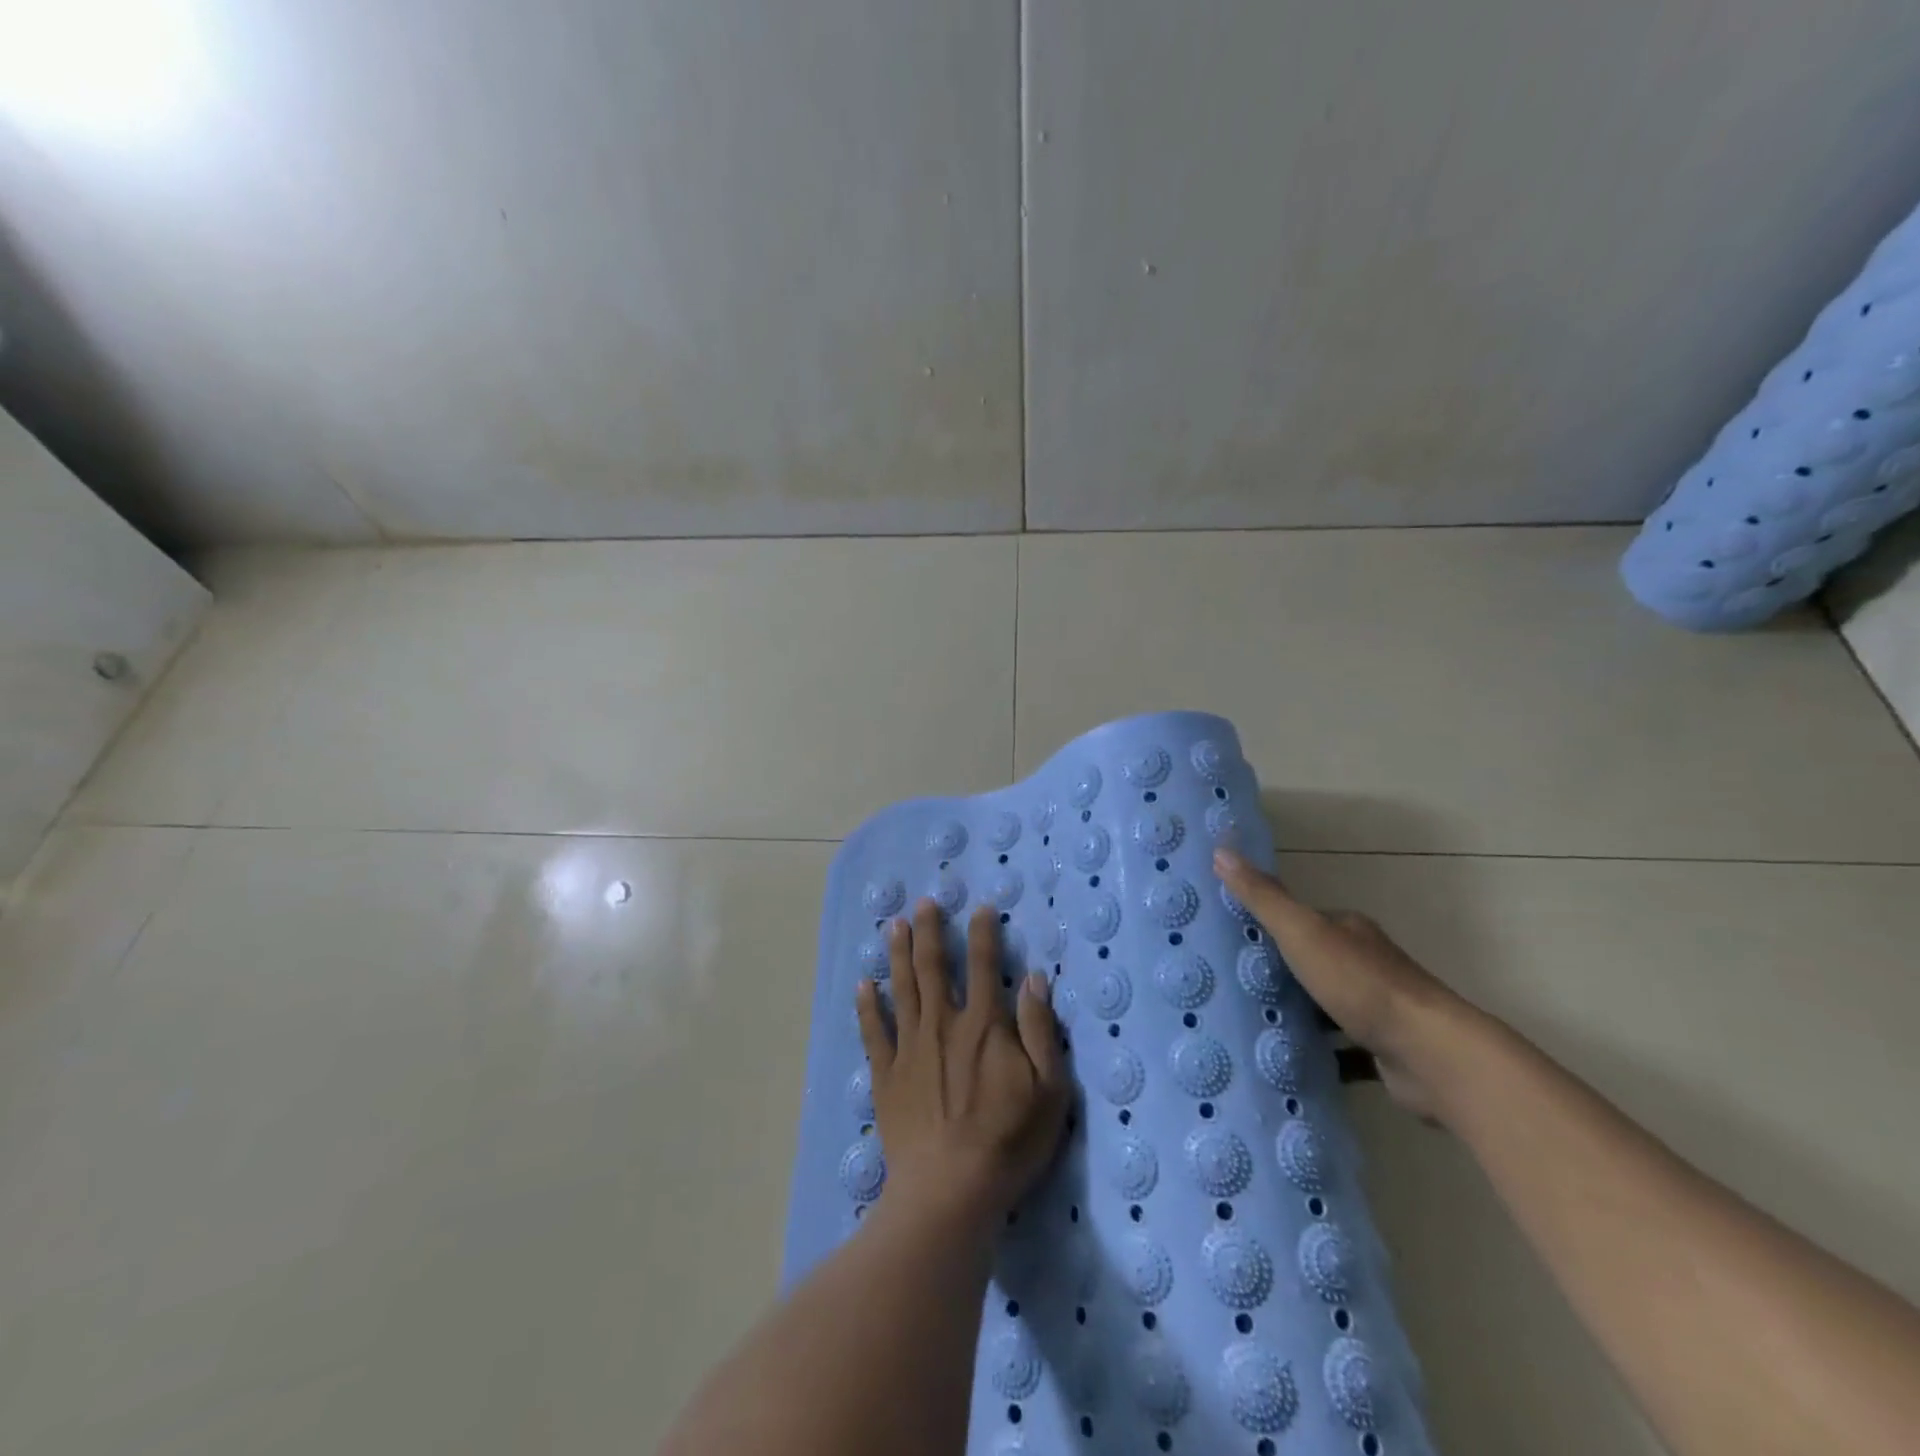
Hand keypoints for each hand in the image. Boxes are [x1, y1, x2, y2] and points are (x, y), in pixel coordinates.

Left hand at [856, 900, 1068, 1233]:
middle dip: (929, 931)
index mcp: (983, 1025)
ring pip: (902, 989)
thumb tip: (1034, 979)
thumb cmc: (1008, 1141)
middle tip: (923, 903)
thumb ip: (1041, 1030)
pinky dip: (867, 1006)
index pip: (984, 966)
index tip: (980, 907)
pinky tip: (863, 985)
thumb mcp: (1048, 1089)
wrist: (949, 1190)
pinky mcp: (886, 1075)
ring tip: (893, 925)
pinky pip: (873, 1032)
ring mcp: (910, 1048)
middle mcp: (943, 1024)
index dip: (983, 934)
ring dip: (898, 954)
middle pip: (934, 967)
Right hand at [1214, 847, 1469, 1121]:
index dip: (1267, 926)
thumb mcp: (1301, 932)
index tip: (1229, 941)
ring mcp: (1378, 1009)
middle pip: (1312, 963)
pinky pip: (1342, 1049)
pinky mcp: (1384, 1050)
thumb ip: (1263, 897)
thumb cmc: (1361, 984)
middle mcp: (1366, 964)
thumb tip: (1221, 850)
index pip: (1301, 920)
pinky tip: (1287, 1062)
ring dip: (1296, 1015)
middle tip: (1230, 986)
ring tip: (1250, 1024)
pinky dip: (1319, 1054)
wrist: (1430, 1055)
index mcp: (1348, 931)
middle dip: (1277, 974)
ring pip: (1326, 1007)